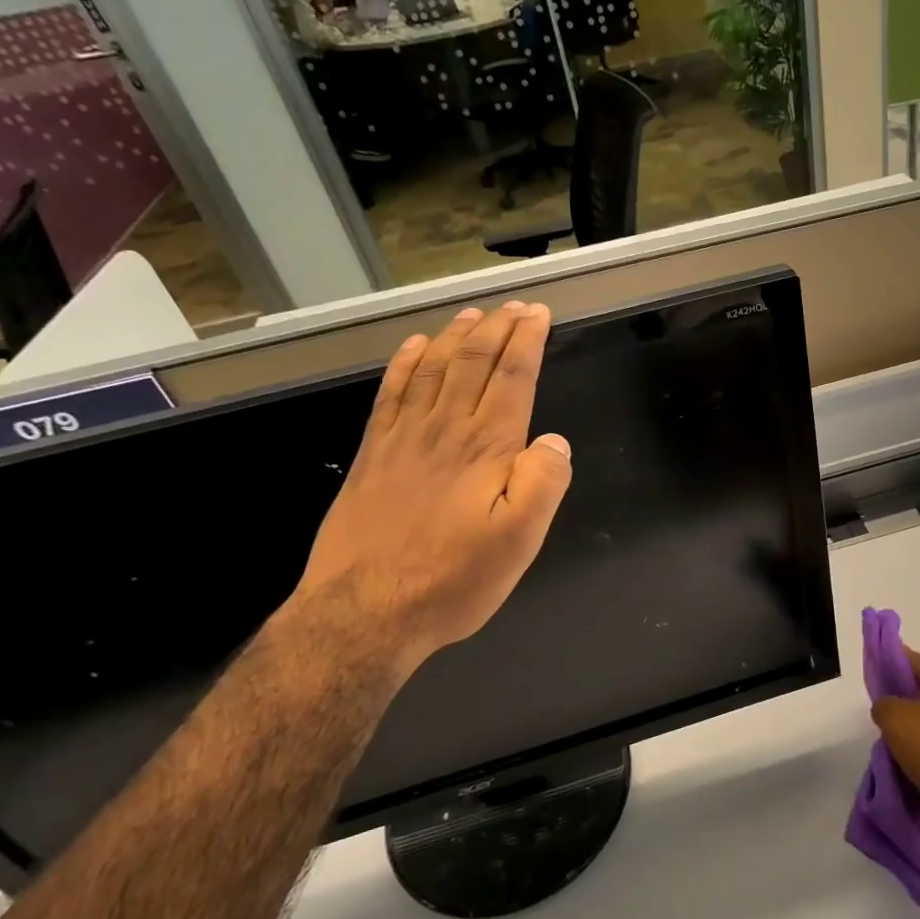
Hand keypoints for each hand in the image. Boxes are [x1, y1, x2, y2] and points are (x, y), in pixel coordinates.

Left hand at [289, 301, 572, 684]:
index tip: (538, 314)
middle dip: (497, 329)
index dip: (527, 341)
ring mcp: (402, 440)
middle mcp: (444, 431)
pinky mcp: (372, 456)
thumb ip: (543, 484)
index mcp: (486, 449)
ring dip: (455, 338)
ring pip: (433, 371)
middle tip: (514, 306)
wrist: (365, 612)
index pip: (512, 379)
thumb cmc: (453, 580)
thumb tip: (554, 441)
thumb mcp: (520, 542)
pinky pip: (391, 395)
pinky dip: (405, 365)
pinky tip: (414, 349)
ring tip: (472, 315)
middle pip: (472, 364)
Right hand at [871, 647, 919, 846]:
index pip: (910, 658)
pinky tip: (898, 760)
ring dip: (902, 729)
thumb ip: (882, 703)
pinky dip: (913, 750)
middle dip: (894, 698)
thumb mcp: (894, 716)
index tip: (868, 669)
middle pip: (916, 688)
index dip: (886, 659)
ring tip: (883, 739)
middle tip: (873, 709)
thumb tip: (885, 708)